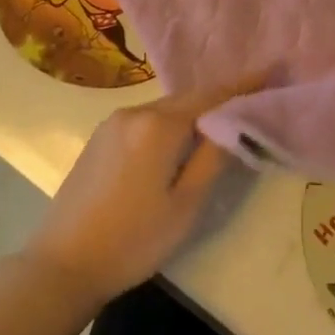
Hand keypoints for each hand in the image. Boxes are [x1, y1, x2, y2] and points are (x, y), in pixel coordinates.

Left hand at [24, 75, 263, 305]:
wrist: (62, 264)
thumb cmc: (133, 240)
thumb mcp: (185, 204)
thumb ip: (212, 158)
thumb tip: (232, 124)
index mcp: (158, 126)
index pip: (211, 96)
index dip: (244, 85)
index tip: (272, 71)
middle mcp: (135, 112)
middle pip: (187, 98)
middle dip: (220, 96)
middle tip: (253, 95)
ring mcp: (112, 123)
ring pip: (165, 109)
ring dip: (194, 111)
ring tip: (223, 118)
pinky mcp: (100, 138)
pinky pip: (146, 119)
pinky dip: (170, 122)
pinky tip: (181, 138)